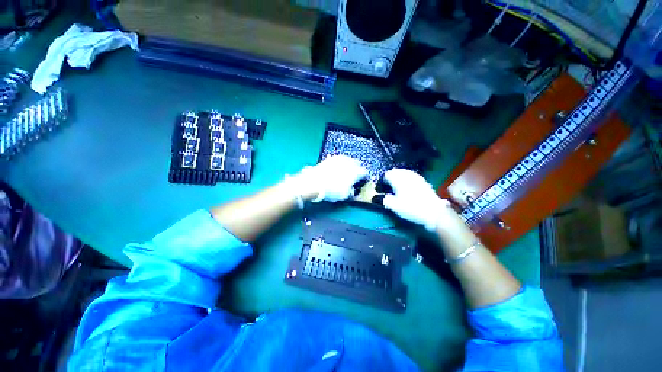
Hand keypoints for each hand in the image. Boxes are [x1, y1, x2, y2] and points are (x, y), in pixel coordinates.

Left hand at [294, 155, 367, 202]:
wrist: (314, 183)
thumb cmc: (332, 190)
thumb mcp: (345, 195)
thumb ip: (351, 192)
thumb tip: (352, 190)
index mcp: (355, 171)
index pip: (364, 173)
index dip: (364, 178)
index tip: (362, 182)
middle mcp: (349, 163)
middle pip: (357, 164)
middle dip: (357, 169)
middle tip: (355, 176)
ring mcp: (339, 159)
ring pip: (348, 160)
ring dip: (349, 165)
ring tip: (346, 171)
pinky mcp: (330, 159)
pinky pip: (338, 160)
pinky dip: (339, 164)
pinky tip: (336, 168)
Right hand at [382, 168, 451, 230]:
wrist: (433, 212)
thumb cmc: (411, 208)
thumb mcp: (395, 207)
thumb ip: (386, 200)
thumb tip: (385, 196)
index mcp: (398, 181)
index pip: (388, 174)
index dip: (383, 179)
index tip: (382, 185)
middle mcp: (407, 176)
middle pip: (397, 171)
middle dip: (392, 175)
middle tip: (389, 182)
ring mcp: (416, 178)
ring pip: (405, 172)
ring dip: (400, 175)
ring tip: (397, 182)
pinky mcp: (423, 182)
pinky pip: (412, 175)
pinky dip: (408, 177)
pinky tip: (408, 183)